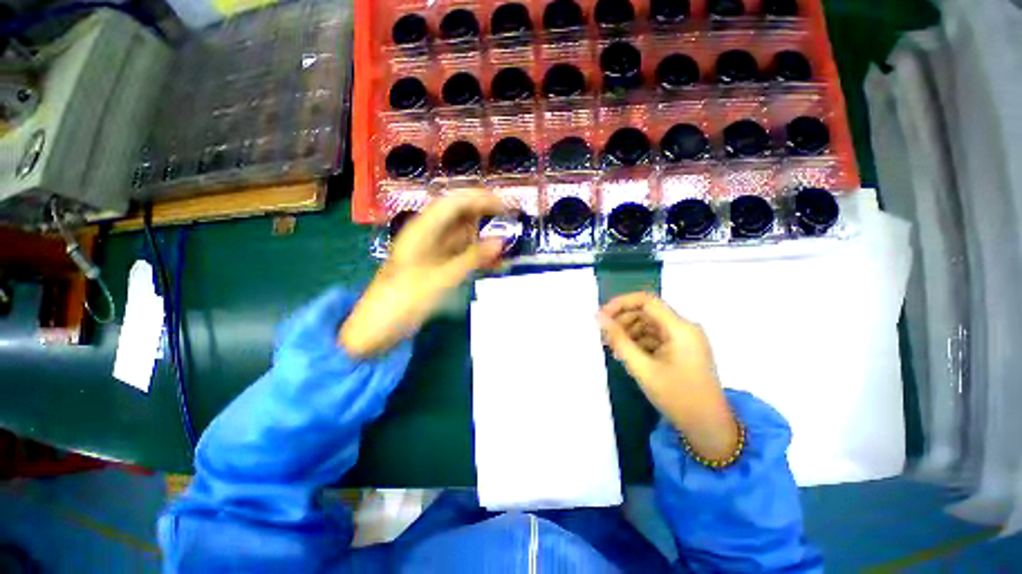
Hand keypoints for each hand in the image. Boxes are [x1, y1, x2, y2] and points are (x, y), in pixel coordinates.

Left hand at [340, 192, 506, 356]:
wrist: (378, 328)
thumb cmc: (403, 300)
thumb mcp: (440, 278)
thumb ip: (472, 258)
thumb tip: (502, 240)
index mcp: (423, 229)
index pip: (454, 202)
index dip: (480, 199)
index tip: (505, 206)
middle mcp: (428, 235)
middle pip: (460, 216)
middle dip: (485, 216)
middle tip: (511, 223)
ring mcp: (433, 251)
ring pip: (463, 236)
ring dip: (483, 238)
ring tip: (507, 245)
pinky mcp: (437, 266)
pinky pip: (461, 255)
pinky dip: (478, 257)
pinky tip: (494, 263)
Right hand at [598, 293, 737, 460]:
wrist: (709, 428)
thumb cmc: (677, 397)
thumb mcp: (642, 368)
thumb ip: (619, 340)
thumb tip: (598, 318)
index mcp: (680, 328)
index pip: (646, 301)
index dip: (620, 304)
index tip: (601, 316)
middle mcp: (684, 328)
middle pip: (647, 312)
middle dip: (622, 320)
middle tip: (604, 337)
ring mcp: (684, 339)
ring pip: (649, 325)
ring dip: (628, 332)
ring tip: (612, 348)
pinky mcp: (681, 350)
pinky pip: (655, 337)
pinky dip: (639, 342)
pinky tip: (626, 355)